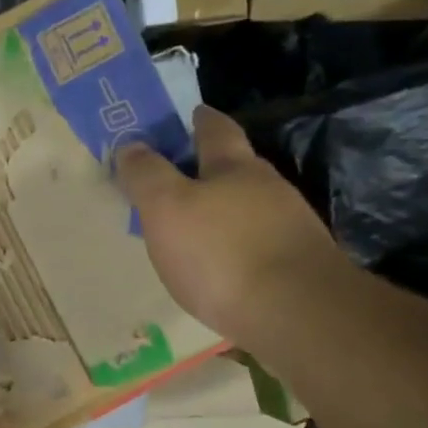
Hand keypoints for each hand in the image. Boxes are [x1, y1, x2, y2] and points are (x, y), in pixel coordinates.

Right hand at [115, 105, 345, 347]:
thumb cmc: (221, 252)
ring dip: (223, 211)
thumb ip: (146, 175)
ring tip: (194, 228)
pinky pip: (258, 244)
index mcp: (235, 167)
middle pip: (236, 168)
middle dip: (209, 169)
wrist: (295, 313)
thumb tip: (130, 145)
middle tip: (177, 179)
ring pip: (249, 208)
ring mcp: (289, 227)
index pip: (216, 129)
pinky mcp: (297, 265)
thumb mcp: (166, 208)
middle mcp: (269, 188)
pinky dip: (237, 246)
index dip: (198, 119)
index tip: (188, 114)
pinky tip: (222, 266)